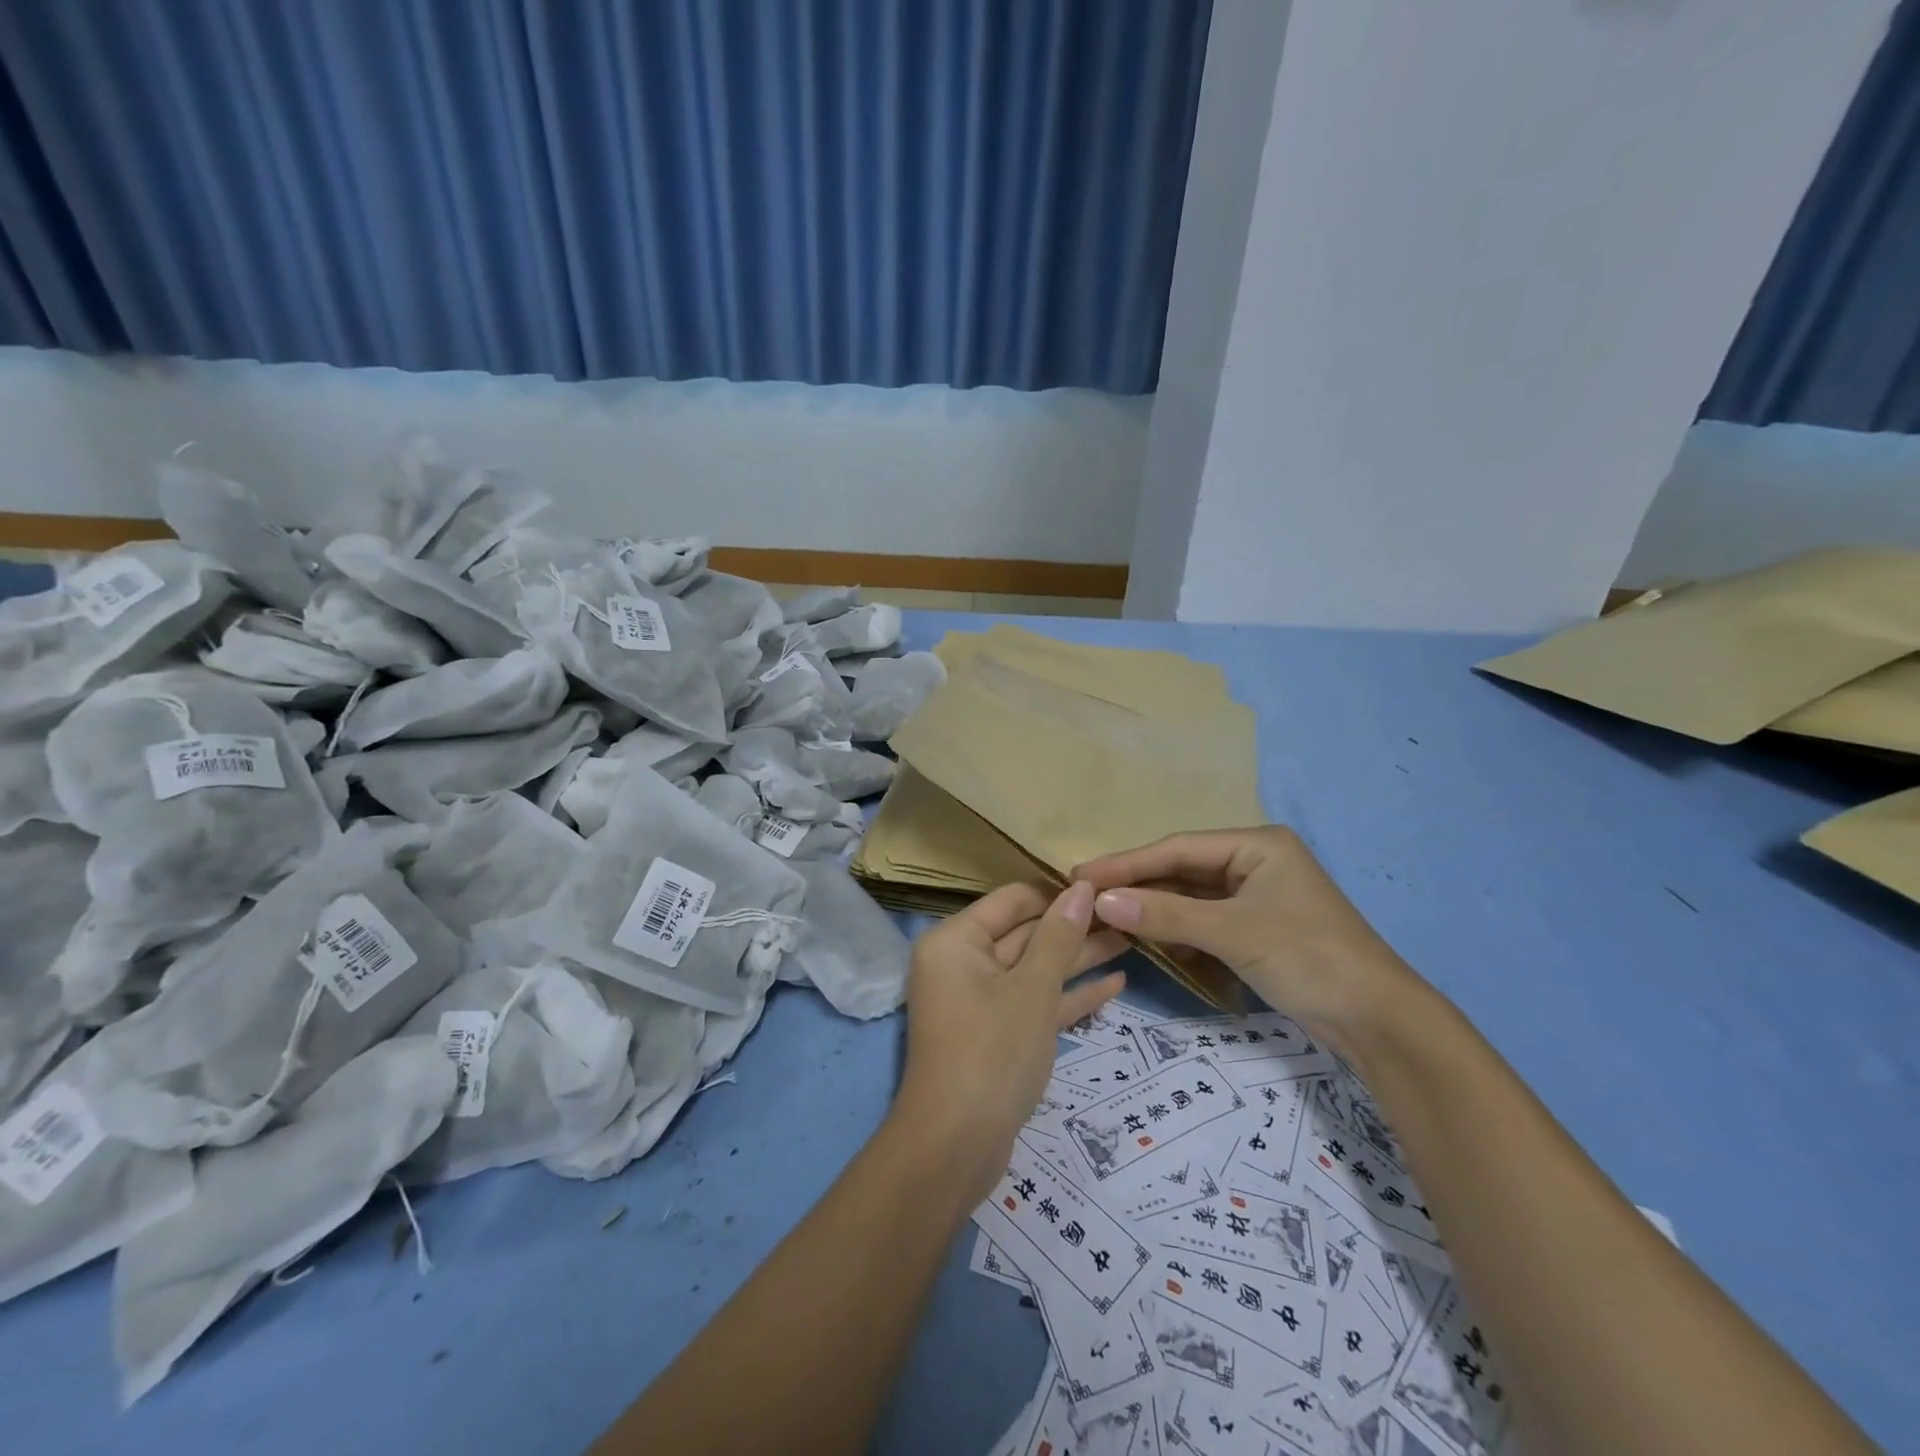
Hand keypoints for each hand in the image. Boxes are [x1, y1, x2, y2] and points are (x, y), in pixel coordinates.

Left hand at [894, 882, 1126, 1203]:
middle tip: (1128, 914)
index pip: (1012, 900)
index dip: (1057, 892)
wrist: (956, 1146)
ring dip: (1080, 960)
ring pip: (1036, 970)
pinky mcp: (999, 1035)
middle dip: (1075, 927)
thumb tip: (1082, 888)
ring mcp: (981, 1001)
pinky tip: (1116, 986)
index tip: (1104, 887)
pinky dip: (1070, 997)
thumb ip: (1058, 936)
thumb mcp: (1031, 988)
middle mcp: (963, 963)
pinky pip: (1036, 1004)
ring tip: (1132, 942)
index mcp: (956, 941)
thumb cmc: (992, 1051)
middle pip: (1026, 933)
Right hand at [1074, 827, 1421, 1055]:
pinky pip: (1204, 919)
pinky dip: (1175, 928)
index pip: (1177, 848)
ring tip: (1105, 915)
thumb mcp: (1233, 932)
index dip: (1127, 862)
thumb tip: (1100, 900)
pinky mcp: (1257, 928)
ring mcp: (1257, 896)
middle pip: (1182, 869)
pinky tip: (1146, 936)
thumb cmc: (1309, 958)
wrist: (1379, 1022)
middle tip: (1085, 895)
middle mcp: (1255, 862)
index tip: (1081, 874)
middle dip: (1137, 883)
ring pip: (1191, 895)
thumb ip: (1165, 914)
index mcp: (1257, 845)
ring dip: (1153, 907)